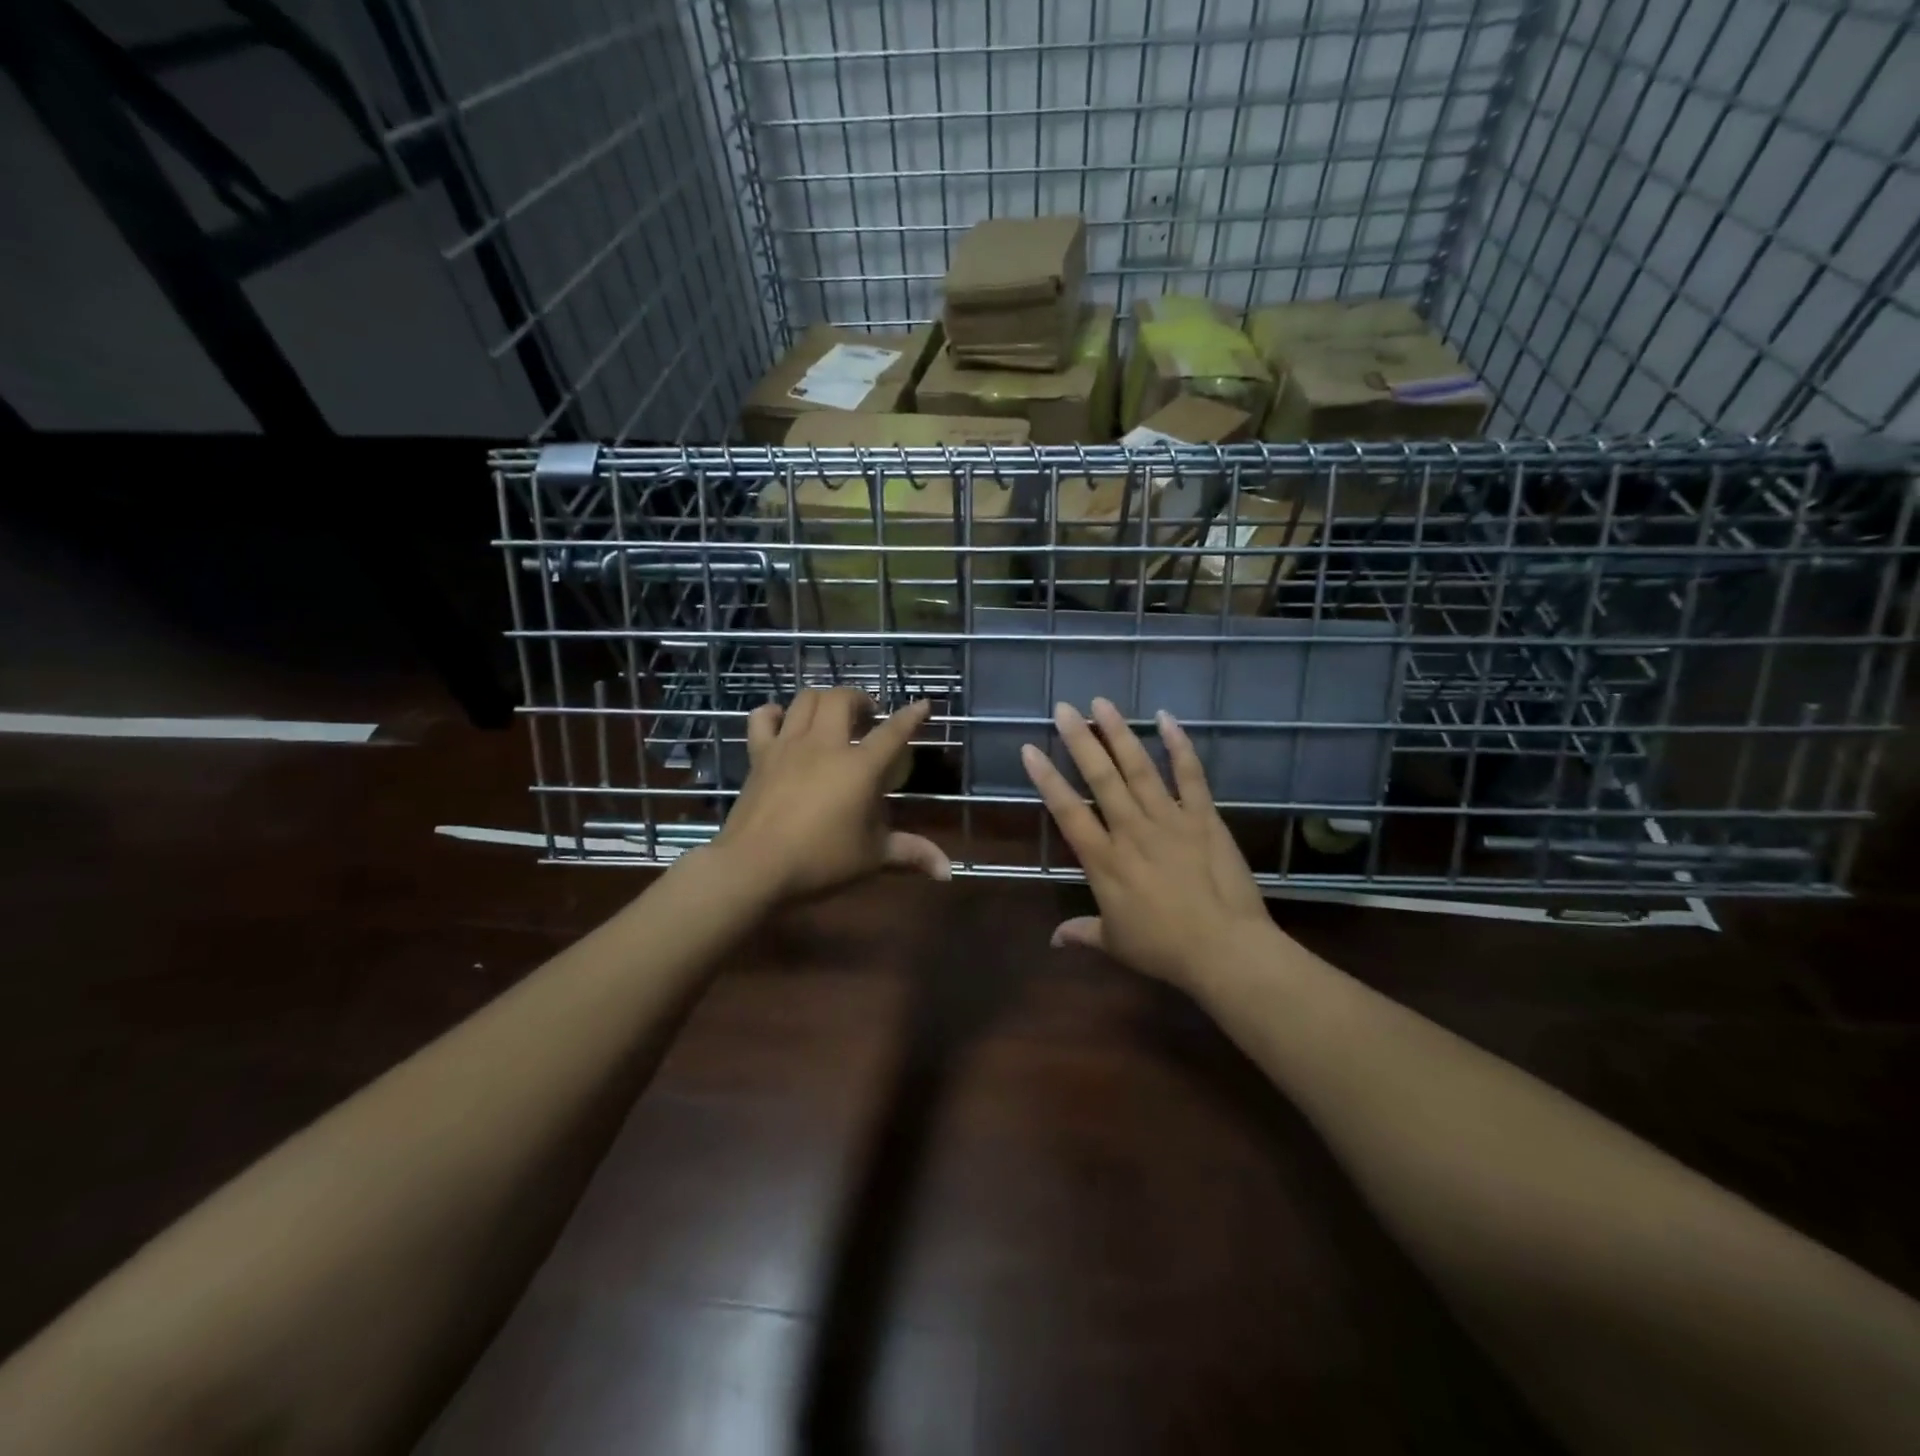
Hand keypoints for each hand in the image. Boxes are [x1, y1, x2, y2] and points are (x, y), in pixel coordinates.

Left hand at [714, 687, 949, 901]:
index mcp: (860, 767)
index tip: (923, 705)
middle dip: (860, 699)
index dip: (911, 716)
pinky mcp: (759, 756)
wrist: (754, 867)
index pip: (893, 731)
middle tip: (868, 717)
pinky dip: (775, 713)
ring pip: (806, 700)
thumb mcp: (872, 857)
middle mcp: (825, 745)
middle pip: (842, 698)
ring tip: (832, 715)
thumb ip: (911, 854)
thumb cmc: (821, 861)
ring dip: (824, 700)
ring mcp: (788, 746)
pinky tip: (784, 721)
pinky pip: (763, 718)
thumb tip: (948, 871)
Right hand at [1021, 699, 1274, 989]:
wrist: (1225, 950)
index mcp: (1104, 861)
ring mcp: (1170, 820)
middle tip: (1064, 708)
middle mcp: (1131, 830)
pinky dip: (1179, 746)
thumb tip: (1053, 940)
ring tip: (1102, 703)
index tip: (1030, 749)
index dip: (1047, 779)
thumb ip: (1083, 933)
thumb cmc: (1164, 949)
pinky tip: (1166, 718)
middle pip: (1100, 778)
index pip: (1067, 811)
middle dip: (1079, 740)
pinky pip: (1191, 775)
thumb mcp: (1116, 943)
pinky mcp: (1204, 818)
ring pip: (1139, 768)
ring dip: (1119, 734)